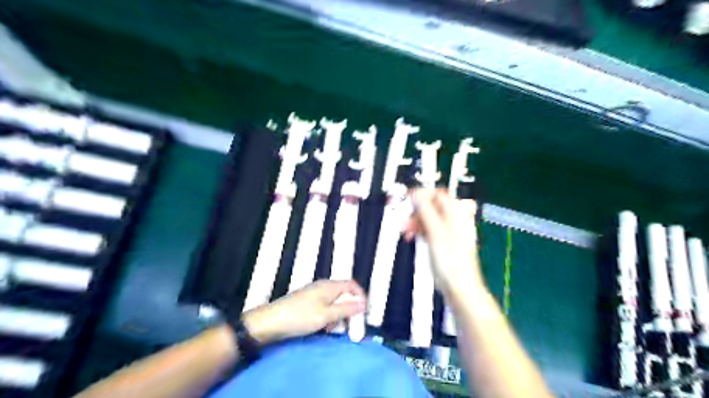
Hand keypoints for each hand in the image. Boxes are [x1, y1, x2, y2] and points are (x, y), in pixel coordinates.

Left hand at [243, 280, 365, 344]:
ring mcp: (315, 294)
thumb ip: (346, 309)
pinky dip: (330, 316)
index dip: (361, 297)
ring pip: (335, 302)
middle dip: (350, 309)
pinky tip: (325, 328)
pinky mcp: (308, 303)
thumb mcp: (326, 315)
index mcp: (330, 286)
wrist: (270, 322)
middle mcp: (323, 286)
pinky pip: (326, 307)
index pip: (352, 285)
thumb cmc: (300, 317)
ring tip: (336, 329)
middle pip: (344, 294)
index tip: (364, 313)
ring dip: (340, 315)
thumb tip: (363, 303)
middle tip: (352, 326)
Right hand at [407, 189, 485, 295]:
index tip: (407, 199)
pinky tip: (412, 236)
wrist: (459, 285)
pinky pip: (431, 229)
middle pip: (433, 205)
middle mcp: (456, 218)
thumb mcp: (434, 231)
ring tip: (406, 230)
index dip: (421, 194)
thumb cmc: (450, 259)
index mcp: (457, 211)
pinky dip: (421, 230)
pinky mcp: (446, 241)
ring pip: (430, 218)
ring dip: (417, 221)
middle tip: (405, 218)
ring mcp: (451, 230)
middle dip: (417, 211)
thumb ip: (425, 210)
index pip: (438, 193)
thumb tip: (416, 194)